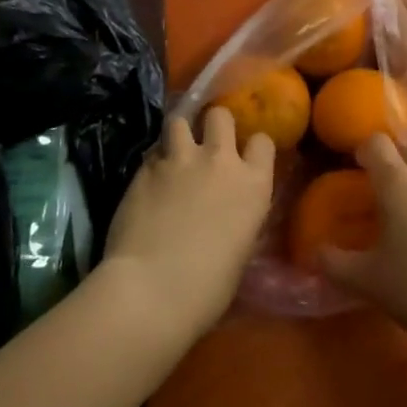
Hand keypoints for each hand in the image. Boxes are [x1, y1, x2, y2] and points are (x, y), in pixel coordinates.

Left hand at [102, 108, 274, 334]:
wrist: (151, 289)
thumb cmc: (207, 288)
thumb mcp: (240, 249)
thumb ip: (238, 217)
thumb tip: (227, 214)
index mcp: (253, 184)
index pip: (263, 141)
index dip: (253, 147)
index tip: (245, 157)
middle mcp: (219, 161)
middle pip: (220, 116)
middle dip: (213, 124)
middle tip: (207, 143)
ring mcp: (179, 160)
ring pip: (179, 121)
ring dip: (179, 133)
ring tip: (174, 151)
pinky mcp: (144, 169)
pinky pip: (152, 152)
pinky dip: (153, 161)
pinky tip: (149, 180)